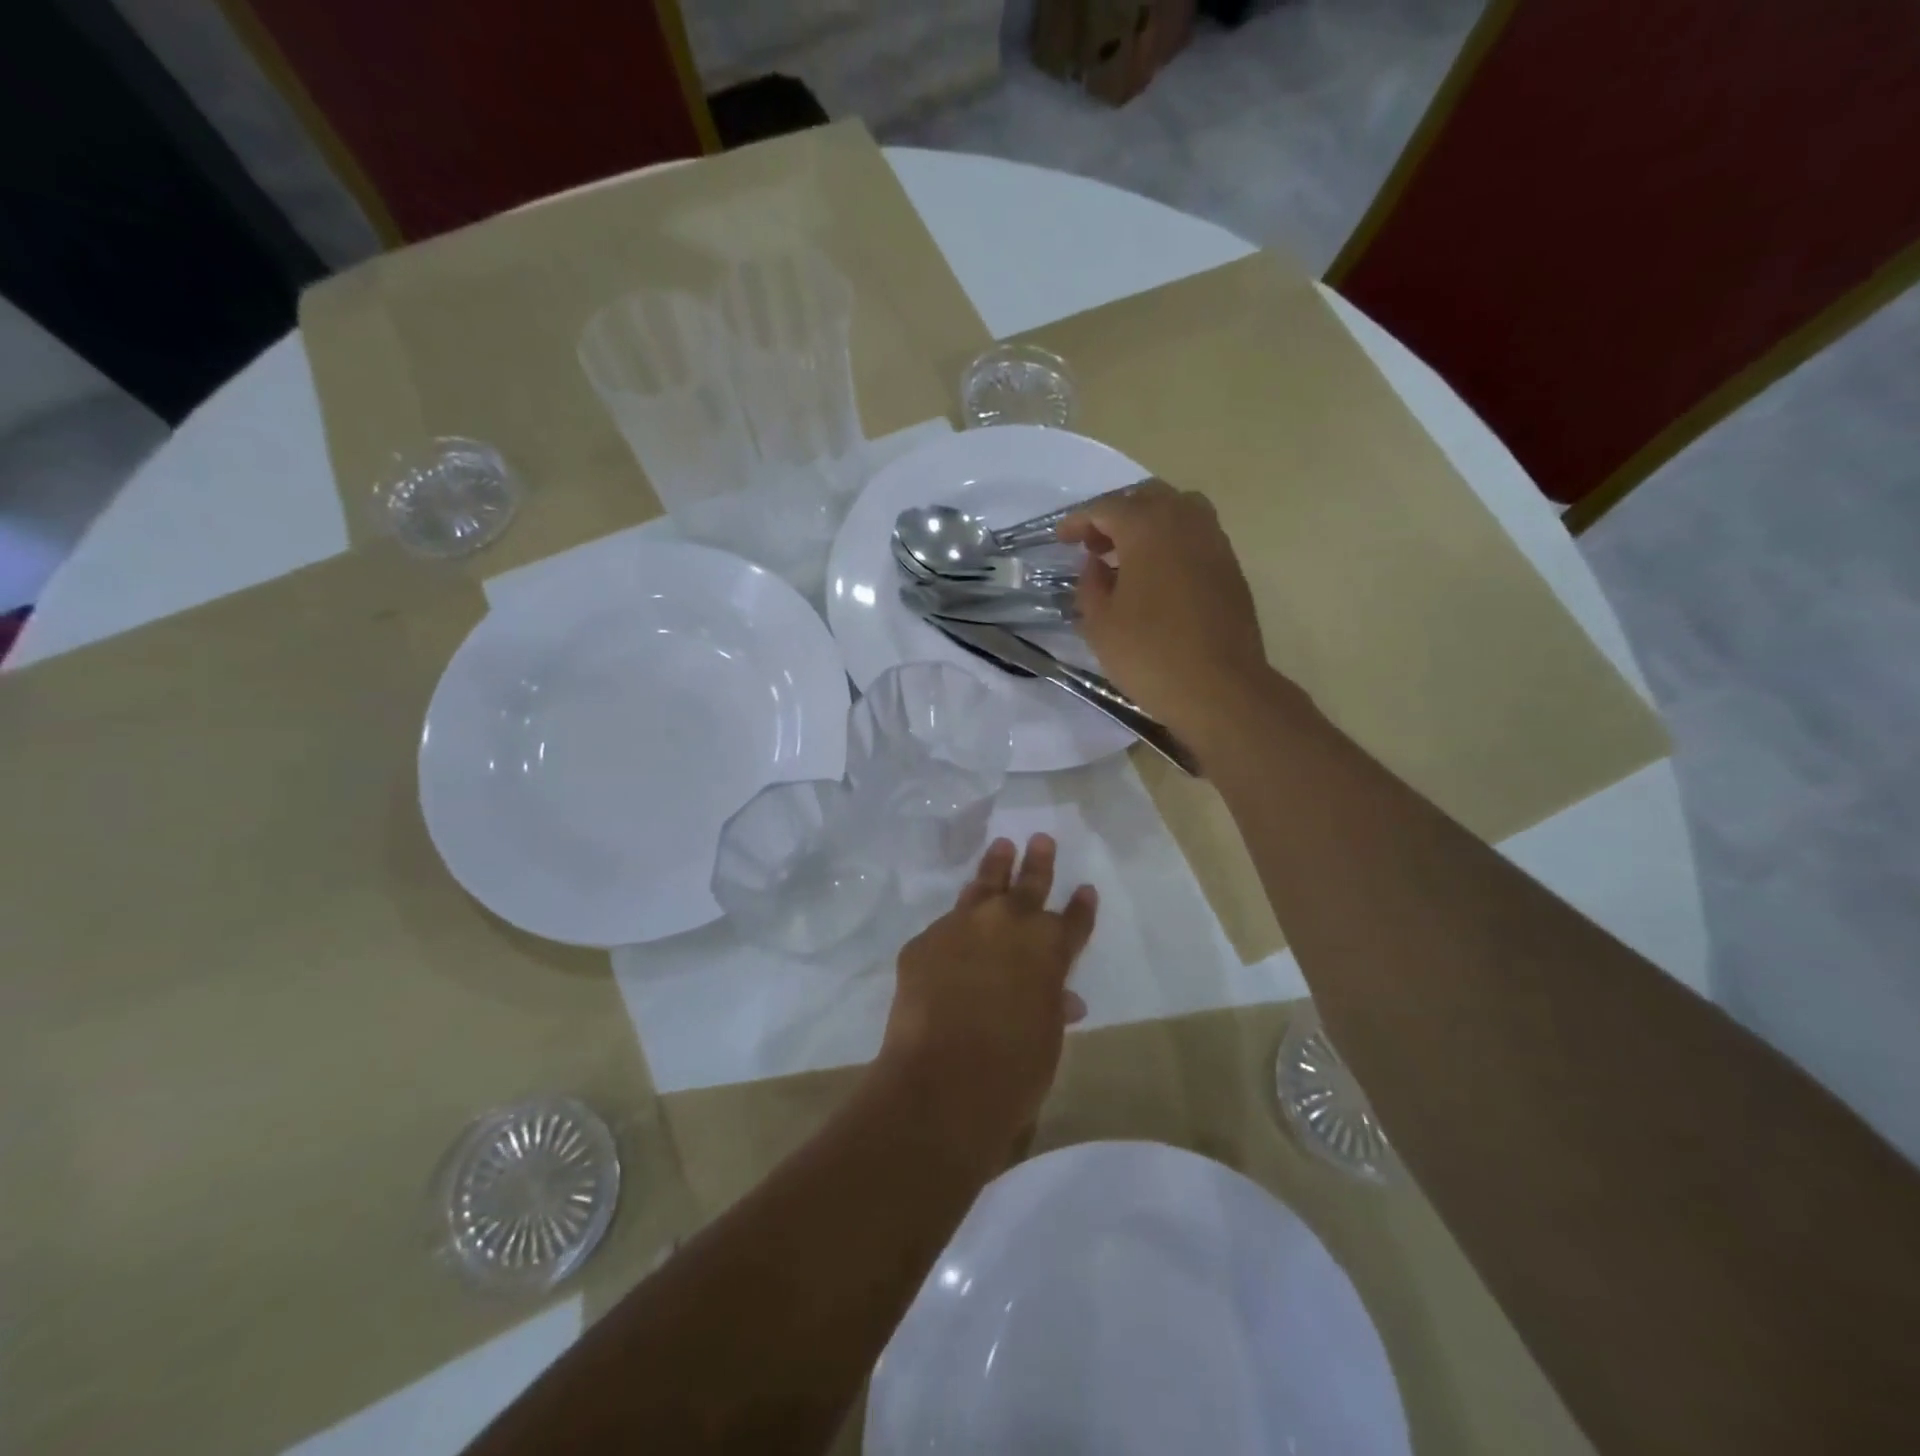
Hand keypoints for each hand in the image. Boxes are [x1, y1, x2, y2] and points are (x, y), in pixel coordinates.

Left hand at [878, 835, 1096, 1164]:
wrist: (943, 1079)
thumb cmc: (1013, 1068)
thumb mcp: (1046, 1037)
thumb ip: (1051, 1006)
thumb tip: (1064, 999)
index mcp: (1049, 948)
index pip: (1073, 920)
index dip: (1082, 907)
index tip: (1086, 889)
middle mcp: (1009, 925)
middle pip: (1029, 885)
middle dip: (1038, 862)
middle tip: (1040, 839)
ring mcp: (963, 926)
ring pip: (983, 886)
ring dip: (995, 867)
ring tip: (1001, 847)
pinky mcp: (924, 941)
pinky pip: (944, 927)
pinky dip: (956, 924)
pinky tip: (955, 924)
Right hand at [1058, 480, 1269, 744]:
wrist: (1219, 688)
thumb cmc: (1150, 654)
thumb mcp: (1099, 623)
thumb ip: (1090, 584)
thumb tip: (1097, 565)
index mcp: (1148, 528)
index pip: (1106, 508)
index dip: (1079, 520)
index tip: (1061, 538)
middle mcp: (1186, 522)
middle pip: (1147, 498)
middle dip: (1116, 514)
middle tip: (1094, 544)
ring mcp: (1215, 543)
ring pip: (1178, 511)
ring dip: (1148, 524)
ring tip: (1126, 557)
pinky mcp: (1231, 568)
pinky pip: (1196, 537)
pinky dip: (1171, 543)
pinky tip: (1156, 577)